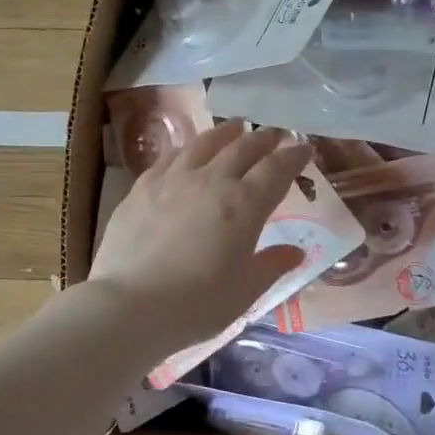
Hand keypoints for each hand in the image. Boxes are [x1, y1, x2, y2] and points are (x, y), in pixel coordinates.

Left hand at [89, 121, 315, 349]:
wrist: (130, 305)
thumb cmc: (196, 305)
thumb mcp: (244, 292)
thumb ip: (271, 266)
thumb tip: (295, 251)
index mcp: (244, 206)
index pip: (276, 170)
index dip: (293, 157)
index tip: (304, 150)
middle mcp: (212, 181)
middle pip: (243, 149)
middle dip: (264, 139)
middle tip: (275, 134)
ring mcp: (173, 180)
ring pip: (205, 144)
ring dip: (226, 133)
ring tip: (235, 128)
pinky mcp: (142, 187)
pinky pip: (171, 157)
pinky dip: (188, 148)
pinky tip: (188, 151)